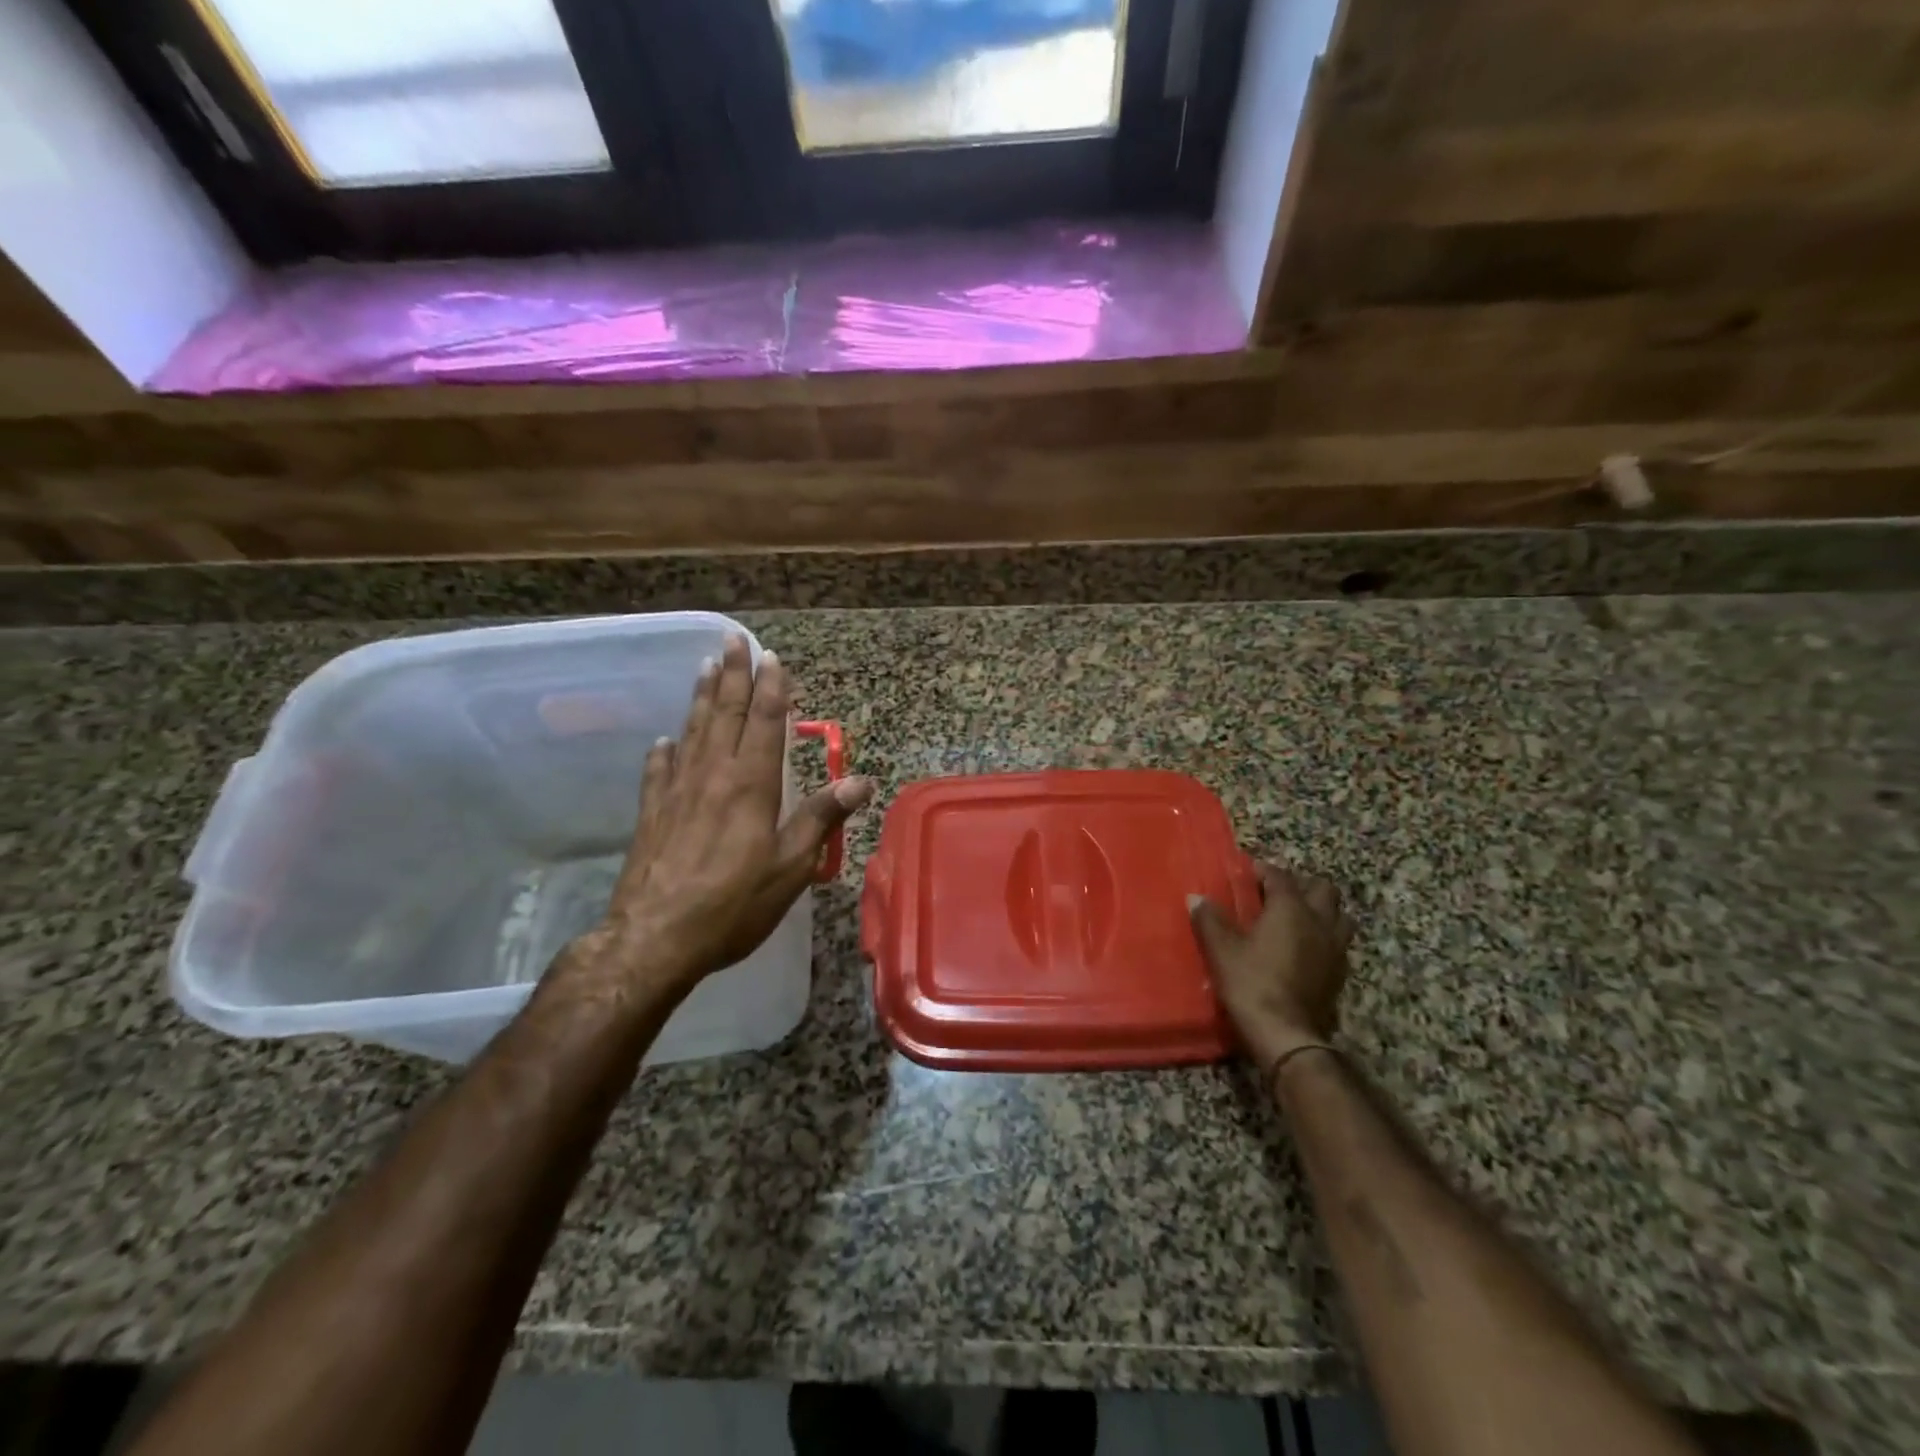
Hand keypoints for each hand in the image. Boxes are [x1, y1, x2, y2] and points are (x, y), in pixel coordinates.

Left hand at [569, 634, 875, 994]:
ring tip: (705, 667)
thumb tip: (860, 781)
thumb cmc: (733, 904)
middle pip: (726, 715)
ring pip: (693, 731)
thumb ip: (821, 818)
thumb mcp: (790, 866)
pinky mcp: (652, 814)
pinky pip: (659, 770)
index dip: (771, 689)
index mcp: (751, 785)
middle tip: (733, 640)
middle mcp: (713, 776)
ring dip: (702, 697)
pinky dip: (665, 750)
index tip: (772, 657)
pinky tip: (665, 739)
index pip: (765, 724)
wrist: (655, 938)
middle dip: (734, 676)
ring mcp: (677, 792)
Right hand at [1190, 861, 1355, 1074]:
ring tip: (1296, 918)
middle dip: (1301, 885)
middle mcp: (1319, 921)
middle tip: (1276, 894)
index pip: (1280, 876)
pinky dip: (1323, 936)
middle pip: (1323, 889)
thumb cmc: (1251, 982)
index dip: (1263, 870)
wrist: (1286, 1034)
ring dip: (1321, 910)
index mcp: (1291, 909)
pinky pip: (1337, 942)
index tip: (1246, 871)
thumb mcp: (1221, 949)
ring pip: (1339, 915)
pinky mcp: (1339, 973)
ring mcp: (1335, 948)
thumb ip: (1209, 920)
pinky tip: (1304, 948)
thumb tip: (1197, 898)